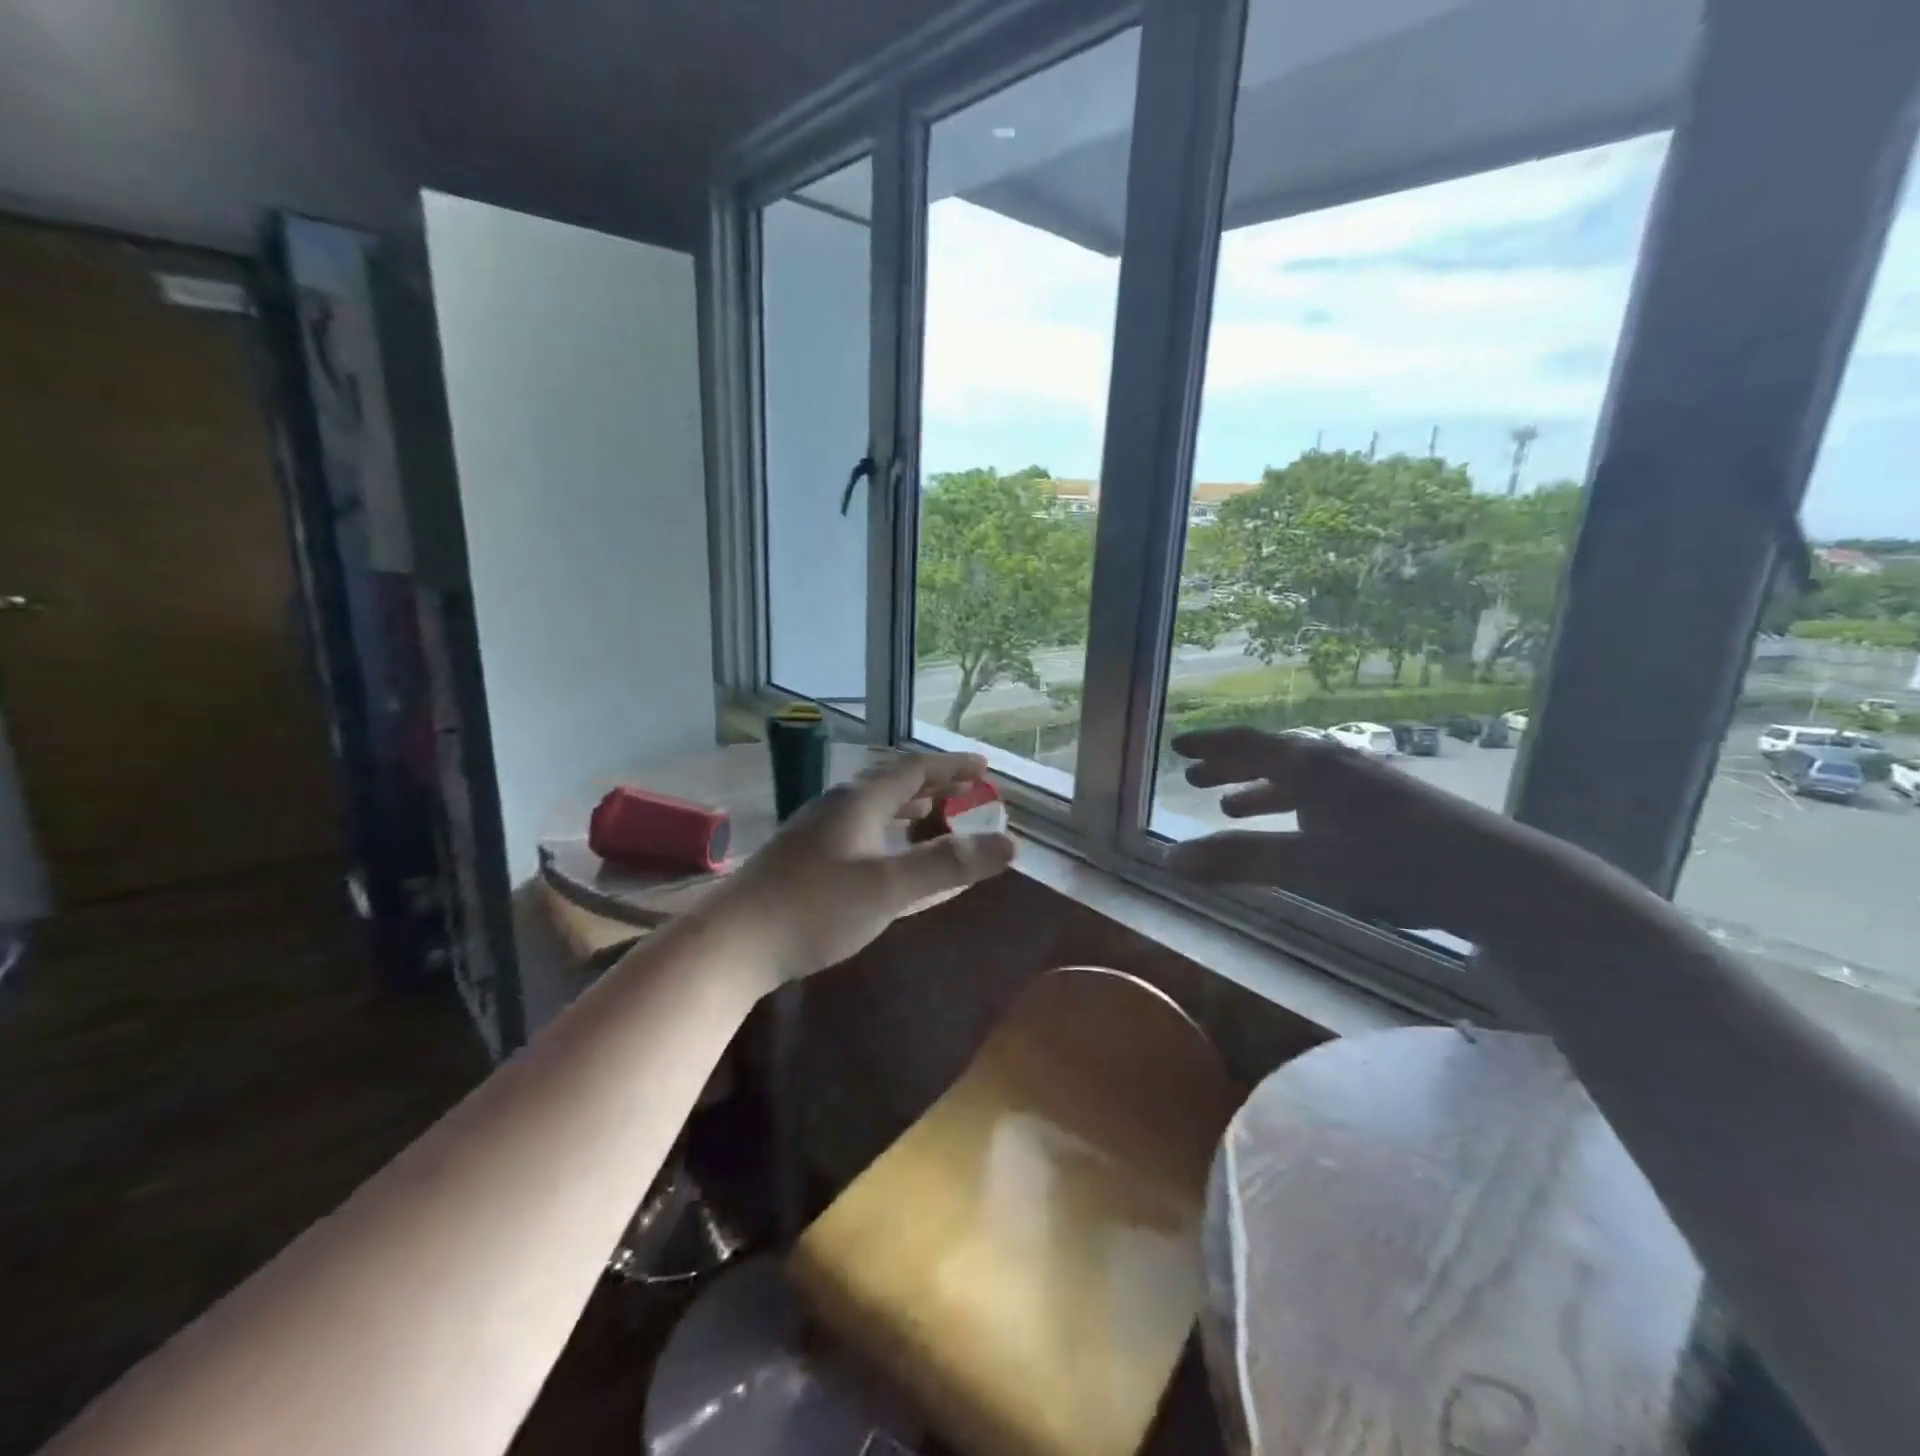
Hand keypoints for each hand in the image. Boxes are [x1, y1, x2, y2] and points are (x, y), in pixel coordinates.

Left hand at [696, 751, 1015, 991]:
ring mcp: (814, 828)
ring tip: (931, 815)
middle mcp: (836, 804)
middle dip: (932, 784)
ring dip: (907, 805)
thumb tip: (1009, 844)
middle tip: (965, 790)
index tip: (983, 766)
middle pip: (891, 782)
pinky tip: (882, 852)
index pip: (914, 769)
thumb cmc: (815, 908)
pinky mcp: (801, 854)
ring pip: (871, 804)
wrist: (732, 940)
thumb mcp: (889, 887)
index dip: (951, 766)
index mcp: (859, 800)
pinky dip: (885, 828)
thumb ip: (948, 865)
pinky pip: (856, 825)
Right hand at [1167, 727, 1540, 943]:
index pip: (1248, 745)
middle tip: (1197, 779)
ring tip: (1233, 808)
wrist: (1494, 877)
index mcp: (1310, 767)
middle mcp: (1334, 765)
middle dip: (1230, 767)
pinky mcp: (1388, 808)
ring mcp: (1365, 785)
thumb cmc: (1391, 862)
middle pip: (1271, 757)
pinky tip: (1297, 830)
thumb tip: (1169, 862)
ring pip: (1299, 780)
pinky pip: (1322, 798)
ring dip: (1261, 790)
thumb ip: (1237, 861)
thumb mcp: (1305, 864)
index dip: (1210, 745)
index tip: (1178, 747)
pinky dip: (1294, 809)